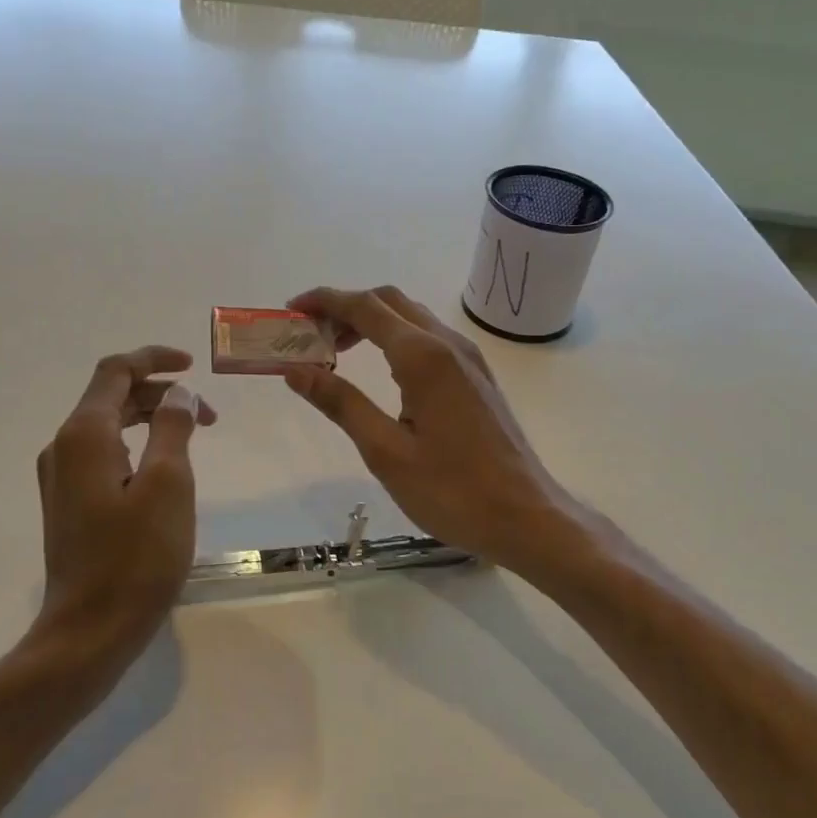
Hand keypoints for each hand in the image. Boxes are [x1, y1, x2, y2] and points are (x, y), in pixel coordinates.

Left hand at [30, 346, 216, 672]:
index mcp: (84, 435)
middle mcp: (63, 447)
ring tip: (193, 439)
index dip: (154, 359)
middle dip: (161, 395)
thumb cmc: (137, 557)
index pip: (116, 371)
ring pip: (107, 426)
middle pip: (111, 397)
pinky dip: (135, 446)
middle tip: (209, 417)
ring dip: (150, 420)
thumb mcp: (168, 484)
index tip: (193, 365)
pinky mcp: (68, 503)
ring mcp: (60, 477)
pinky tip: (162, 469)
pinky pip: (102, 454)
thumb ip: (173, 428)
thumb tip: (178, 394)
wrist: (91, 629)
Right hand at [283, 286, 582, 571]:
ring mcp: (469, 359)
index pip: (365, 307)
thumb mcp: (385, 451)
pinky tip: (381, 372)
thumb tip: (296, 370)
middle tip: (310, 336)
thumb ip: (341, 404)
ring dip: (372, 322)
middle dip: (346, 308)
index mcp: (423, 356)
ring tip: (336, 352)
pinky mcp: (477, 377)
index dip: (324, 301)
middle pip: (389, 302)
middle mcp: (448, 344)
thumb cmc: (452, 490)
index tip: (291, 310)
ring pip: (412, 318)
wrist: (526, 516)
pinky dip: (396, 339)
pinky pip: (430, 339)